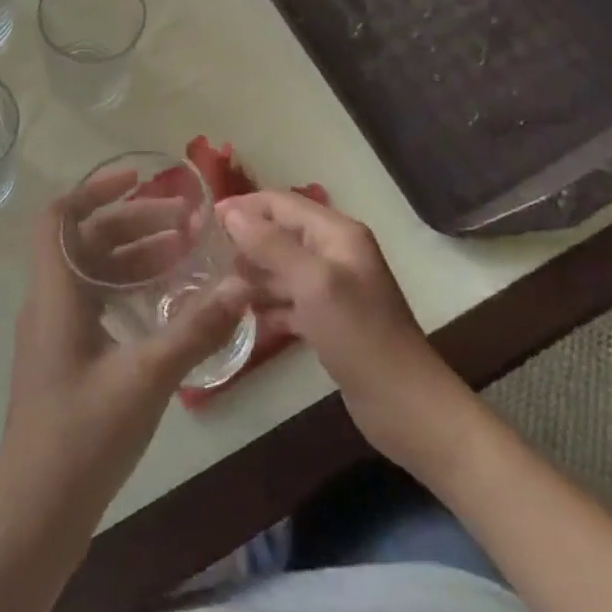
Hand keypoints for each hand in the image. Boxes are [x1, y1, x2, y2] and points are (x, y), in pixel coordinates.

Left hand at [0, 172, 251, 517]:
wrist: (35, 516)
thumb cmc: (83, 437)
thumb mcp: (146, 377)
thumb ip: (195, 329)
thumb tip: (241, 284)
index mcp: (55, 293)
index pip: (58, 217)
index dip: (94, 190)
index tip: (138, 180)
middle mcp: (49, 302)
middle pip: (85, 241)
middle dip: (132, 223)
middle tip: (183, 222)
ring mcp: (55, 332)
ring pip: (92, 273)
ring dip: (132, 256)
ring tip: (182, 254)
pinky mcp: (65, 359)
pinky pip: (94, 303)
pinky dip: (127, 289)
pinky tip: (163, 303)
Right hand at [219, 190, 464, 460]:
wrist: (407, 407)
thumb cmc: (360, 336)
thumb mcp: (313, 283)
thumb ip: (271, 245)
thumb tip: (231, 213)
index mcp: (337, 233)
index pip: (282, 203)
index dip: (244, 206)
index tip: (205, 219)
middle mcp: (335, 253)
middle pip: (280, 233)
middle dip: (244, 240)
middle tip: (204, 255)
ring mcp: (332, 288)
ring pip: (282, 268)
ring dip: (252, 274)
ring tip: (214, 286)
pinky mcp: (328, 320)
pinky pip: (289, 300)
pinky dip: (266, 305)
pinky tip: (240, 318)